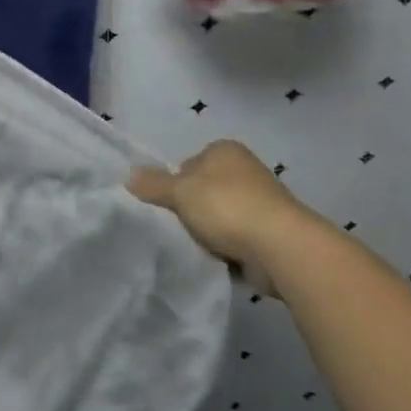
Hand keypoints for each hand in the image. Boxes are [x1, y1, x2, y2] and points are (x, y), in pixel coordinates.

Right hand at [129, 139, 326, 294]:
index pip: (188, 163)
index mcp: (225, 150)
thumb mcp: (179, 191)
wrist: (281, 247)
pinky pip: (239, 238)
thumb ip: (152, 184)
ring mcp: (263, 202)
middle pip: (205, 190)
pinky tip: (218, 259)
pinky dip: (229, 248)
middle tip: (179, 226)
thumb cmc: (226, 206)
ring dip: (212, 231)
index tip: (169, 205)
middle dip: (194, 209)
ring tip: (198, 246)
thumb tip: (129, 176)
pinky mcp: (272, 232)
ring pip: (222, 215)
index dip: (175, 184)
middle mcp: (246, 170)